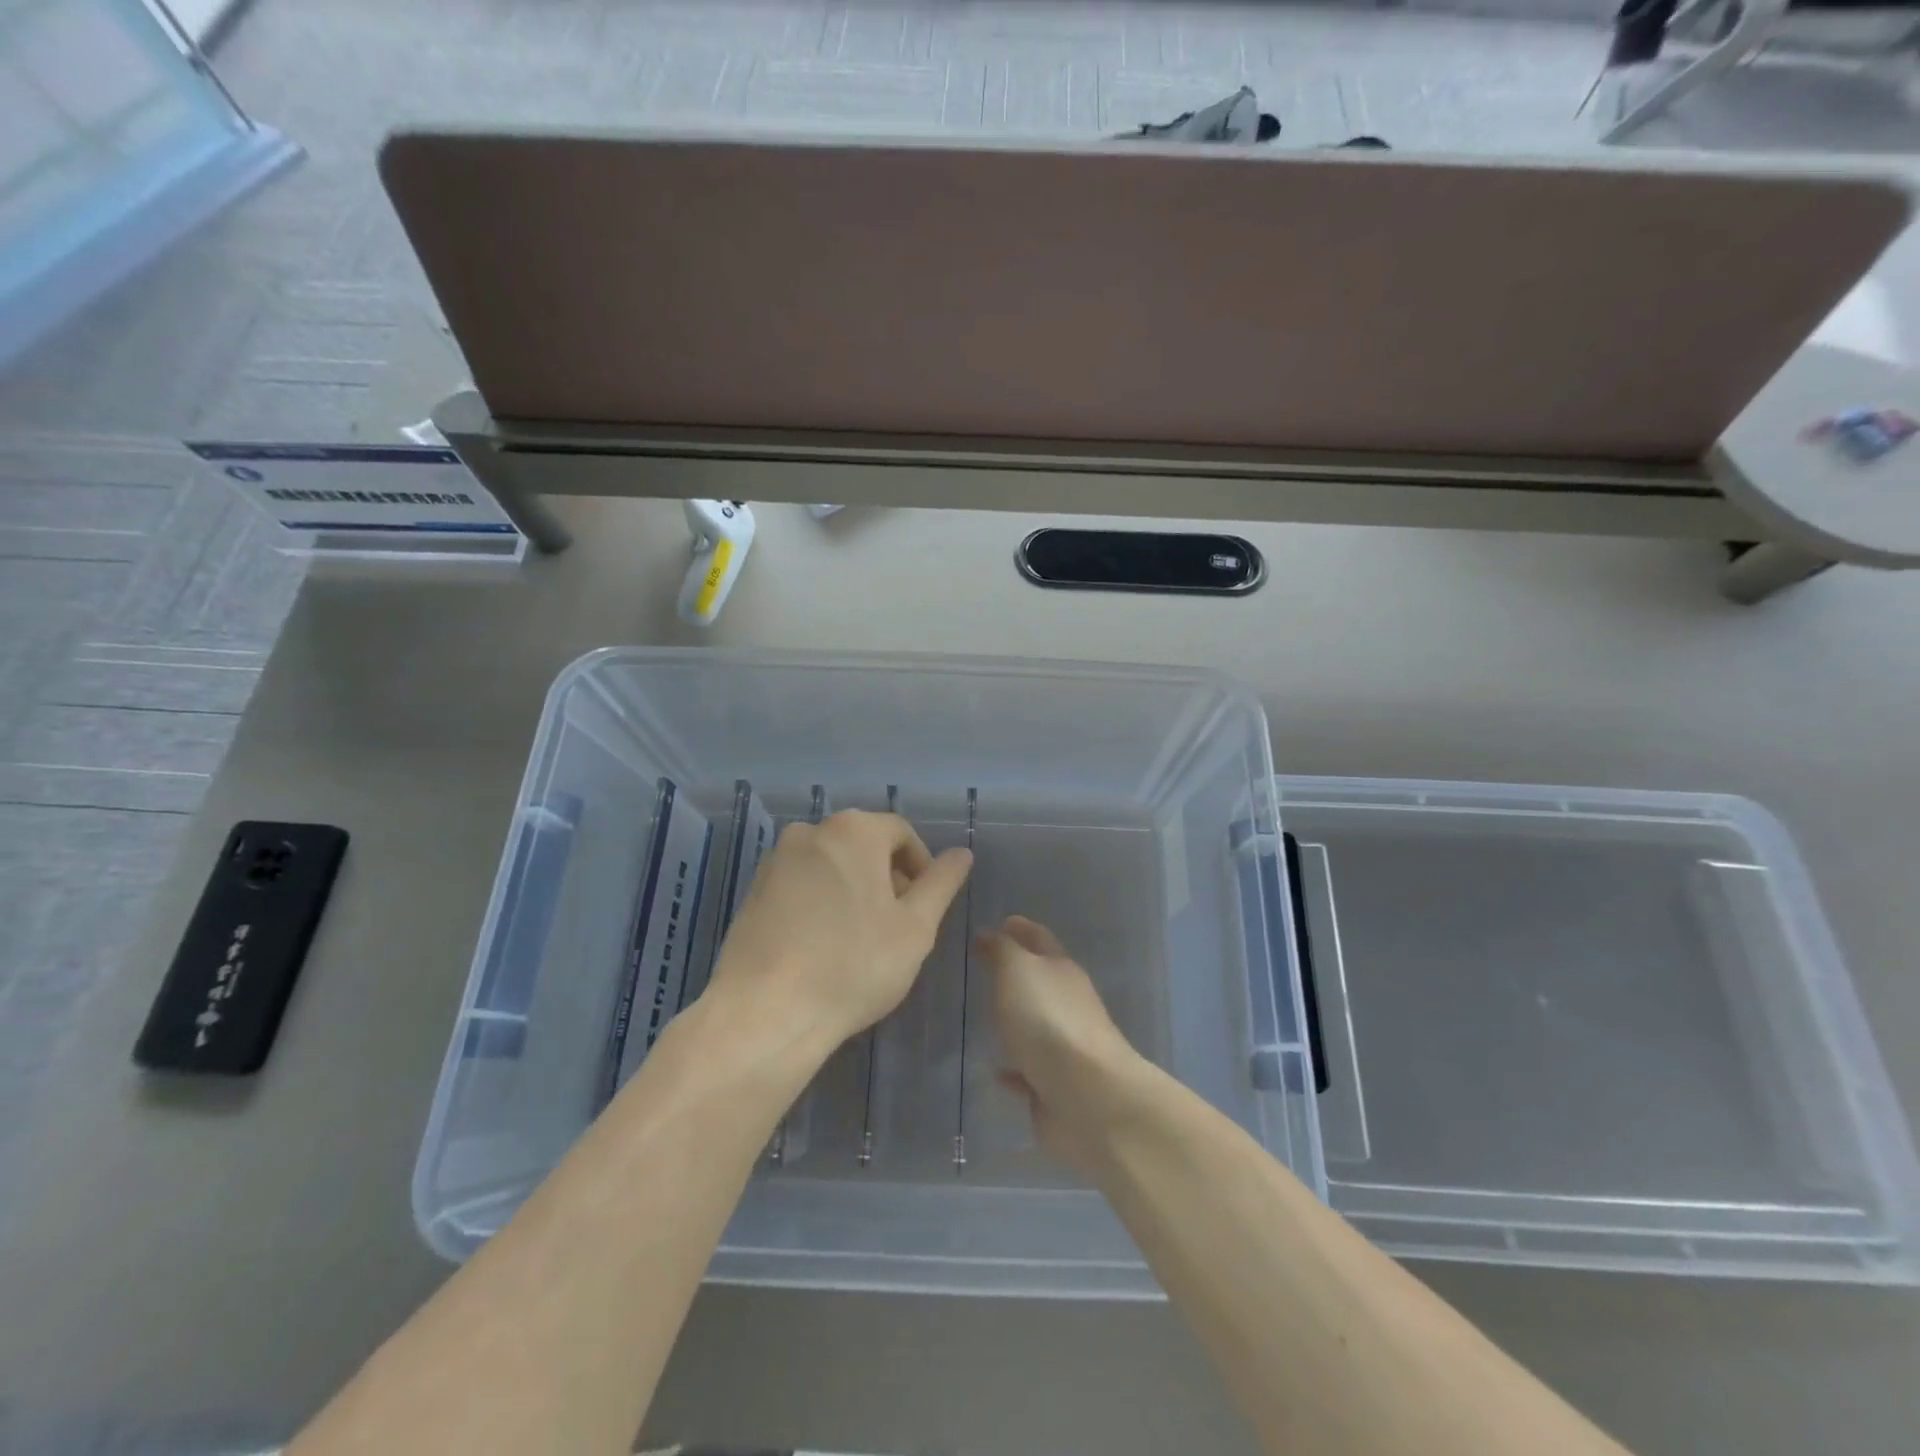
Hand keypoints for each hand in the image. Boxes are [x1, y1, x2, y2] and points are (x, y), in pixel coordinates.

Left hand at [709, 810, 971, 1054]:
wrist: (765, 1013)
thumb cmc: (853, 966)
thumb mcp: (915, 928)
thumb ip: (941, 884)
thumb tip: (962, 854)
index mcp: (854, 830)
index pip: (901, 833)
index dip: (921, 867)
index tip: (924, 908)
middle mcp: (811, 831)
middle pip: (864, 844)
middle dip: (887, 878)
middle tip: (896, 926)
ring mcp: (776, 859)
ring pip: (832, 864)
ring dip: (854, 889)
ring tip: (860, 940)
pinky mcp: (753, 890)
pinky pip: (802, 883)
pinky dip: (820, 901)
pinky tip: (823, 945)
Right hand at [977, 916, 1149, 1170]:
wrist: (1086, 1096)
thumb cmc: (1047, 1020)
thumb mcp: (1016, 970)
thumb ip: (1002, 950)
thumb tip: (991, 934)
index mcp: (1061, 969)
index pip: (1039, 938)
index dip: (1020, 928)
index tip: (1001, 922)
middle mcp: (1068, 1002)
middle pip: (1040, 980)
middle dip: (1016, 973)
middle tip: (984, 968)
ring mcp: (1066, 1046)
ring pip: (1035, 1025)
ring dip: (1015, 1020)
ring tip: (984, 1018)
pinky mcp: (1056, 1085)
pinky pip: (1029, 1071)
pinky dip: (1014, 1068)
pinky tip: (995, 1071)